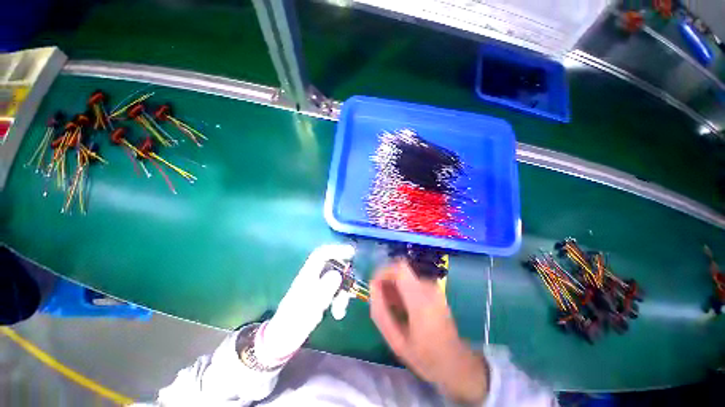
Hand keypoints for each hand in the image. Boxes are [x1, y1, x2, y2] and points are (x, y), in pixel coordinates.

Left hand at [254, 244, 354, 365]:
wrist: (284, 339)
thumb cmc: (295, 321)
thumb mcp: (311, 305)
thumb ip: (324, 288)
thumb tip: (338, 274)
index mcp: (307, 275)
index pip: (321, 254)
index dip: (336, 250)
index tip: (351, 252)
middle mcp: (313, 278)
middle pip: (333, 267)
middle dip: (344, 277)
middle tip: (351, 288)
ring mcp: (317, 288)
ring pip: (336, 281)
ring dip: (342, 293)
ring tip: (340, 310)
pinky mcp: (320, 298)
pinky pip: (335, 292)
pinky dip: (340, 301)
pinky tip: (339, 314)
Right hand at [370, 259, 488, 404]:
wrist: (454, 362)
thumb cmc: (424, 356)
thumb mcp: (396, 340)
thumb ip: (380, 311)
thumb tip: (372, 286)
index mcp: (420, 299)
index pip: (399, 268)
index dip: (384, 271)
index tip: (374, 285)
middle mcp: (428, 287)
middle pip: (401, 269)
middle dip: (387, 279)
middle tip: (380, 299)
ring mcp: (434, 287)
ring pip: (406, 275)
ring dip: (394, 285)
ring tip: (389, 305)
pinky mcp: (435, 289)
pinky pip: (412, 280)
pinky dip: (402, 288)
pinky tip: (400, 306)